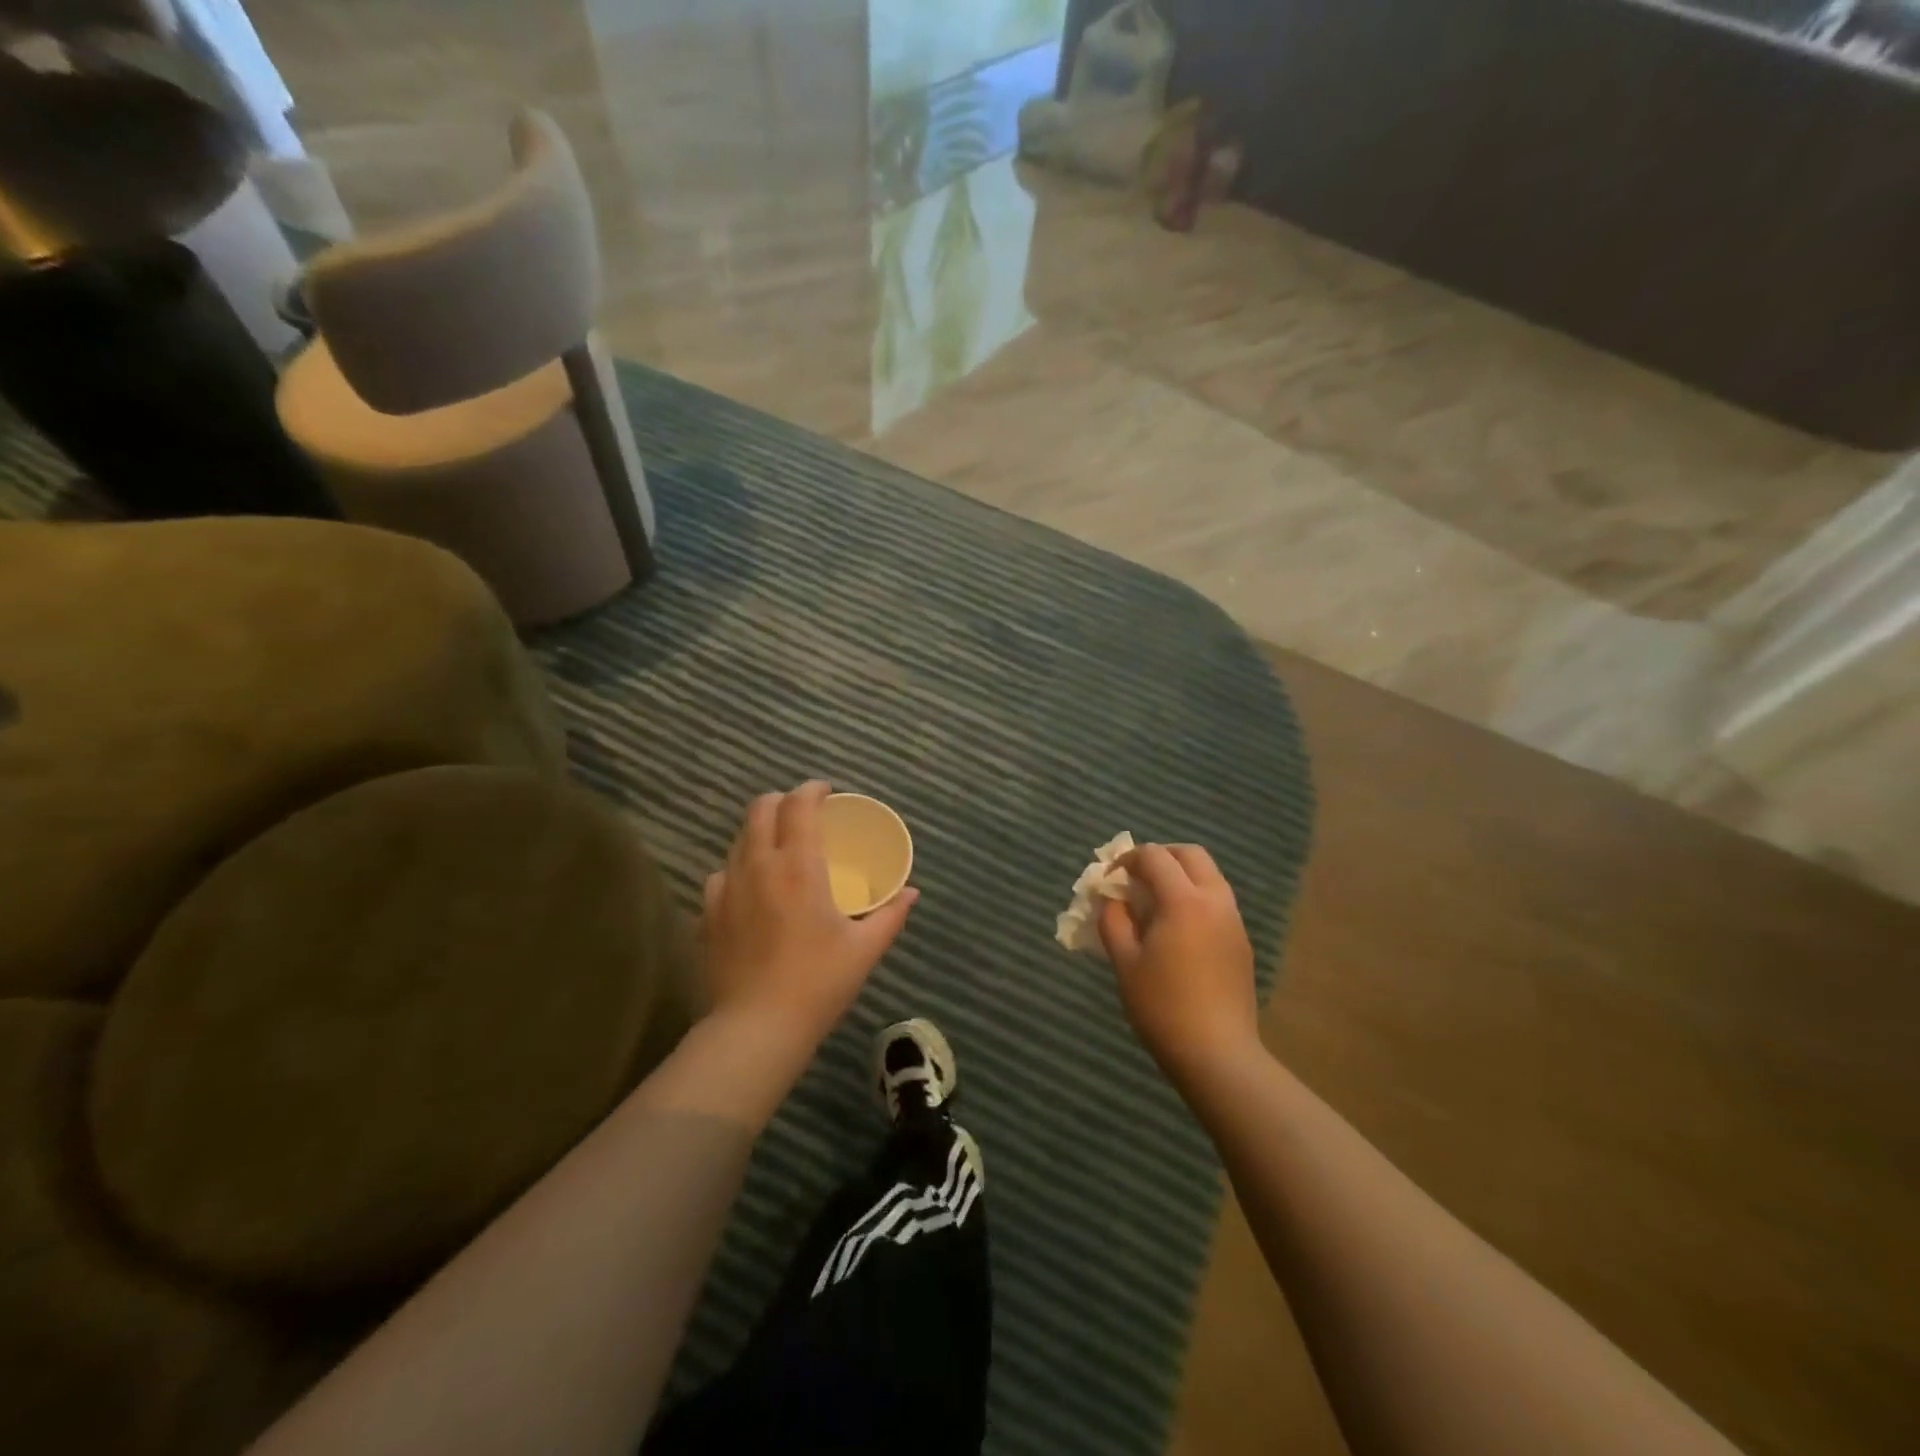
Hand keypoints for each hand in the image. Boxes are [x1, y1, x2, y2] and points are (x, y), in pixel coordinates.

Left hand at [701, 780, 917, 1047]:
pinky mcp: (708, 914)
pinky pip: (722, 874)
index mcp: (799, 866)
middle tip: (802, 813)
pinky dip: (739, 868)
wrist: (756, 1028)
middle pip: (761, 809)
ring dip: (760, 832)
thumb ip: (891, 914)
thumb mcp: (865, 949)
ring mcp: (727, 888)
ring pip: (739, 839)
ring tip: (779, 849)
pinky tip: (751, 889)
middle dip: (782, 800)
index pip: (799, 805)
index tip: (826, 793)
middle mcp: (758, 865)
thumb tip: (912, 892)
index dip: (812, 790)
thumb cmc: (818, 983)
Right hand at [1098, 843, 1258, 1080]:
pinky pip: (1217, 900)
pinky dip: (1194, 897)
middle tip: (1135, 877)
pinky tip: (1176, 929)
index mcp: (1184, 901)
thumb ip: (1113, 920)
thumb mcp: (1124, 961)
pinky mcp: (1242, 942)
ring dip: (1180, 875)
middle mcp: (1215, 901)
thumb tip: (1112, 898)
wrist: (1217, 1053)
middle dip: (1160, 856)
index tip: (1109, 880)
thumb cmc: (1162, 1006)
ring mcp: (1233, 921)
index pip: (1155, 857)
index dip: (1127, 860)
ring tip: (1154, 902)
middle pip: (1190, 854)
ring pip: (1209, 876)